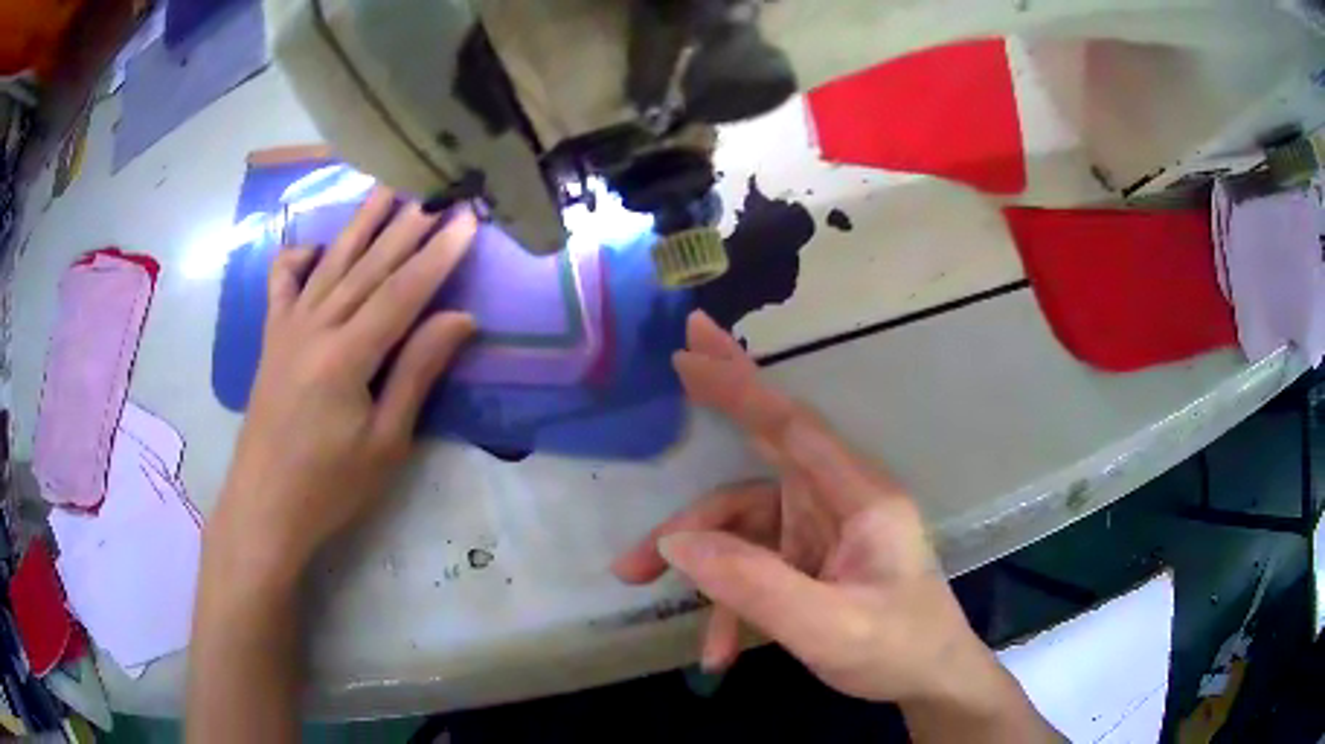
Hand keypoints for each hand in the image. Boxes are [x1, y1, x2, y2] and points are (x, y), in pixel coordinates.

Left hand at [210, 188, 477, 580]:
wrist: (264, 506)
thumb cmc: (330, 486)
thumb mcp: (385, 441)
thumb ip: (417, 372)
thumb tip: (460, 318)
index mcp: (346, 356)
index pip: (403, 291)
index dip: (438, 254)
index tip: (466, 219)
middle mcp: (315, 327)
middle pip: (368, 266)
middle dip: (407, 226)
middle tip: (437, 189)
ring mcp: (288, 328)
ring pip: (330, 263)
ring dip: (361, 223)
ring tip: (388, 188)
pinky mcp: (271, 338)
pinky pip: (282, 284)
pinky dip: (297, 258)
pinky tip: (315, 246)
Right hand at [613, 311, 1005, 705]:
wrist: (929, 683)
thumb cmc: (897, 650)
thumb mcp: (827, 628)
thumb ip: (752, 586)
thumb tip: (675, 545)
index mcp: (859, 498)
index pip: (792, 428)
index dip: (740, 388)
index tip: (689, 353)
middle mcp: (837, 503)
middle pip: (764, 451)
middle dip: (714, 415)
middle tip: (665, 375)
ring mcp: (819, 534)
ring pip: (740, 525)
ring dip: (695, 558)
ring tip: (639, 582)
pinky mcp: (806, 563)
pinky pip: (750, 567)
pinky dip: (726, 602)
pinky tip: (719, 649)